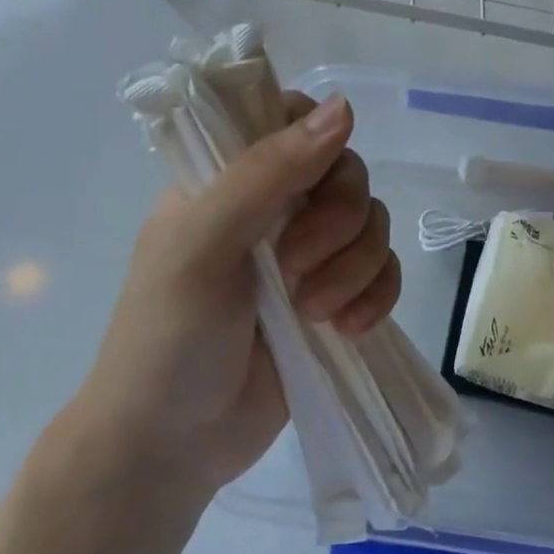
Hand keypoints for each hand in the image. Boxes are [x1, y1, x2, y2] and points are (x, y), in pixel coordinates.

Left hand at [75, 93, 400, 498]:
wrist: (172, 448)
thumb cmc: (168, 336)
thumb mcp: (205, 243)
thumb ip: (269, 171)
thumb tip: (345, 106)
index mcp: (230, 178)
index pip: (292, 119)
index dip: (317, 138)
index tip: (315, 178)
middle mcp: (274, 206)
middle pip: (347, 173)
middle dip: (337, 222)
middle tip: (296, 268)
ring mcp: (308, 254)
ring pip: (372, 223)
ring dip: (355, 267)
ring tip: (313, 313)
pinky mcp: (336, 298)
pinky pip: (385, 271)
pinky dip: (376, 296)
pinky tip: (346, 329)